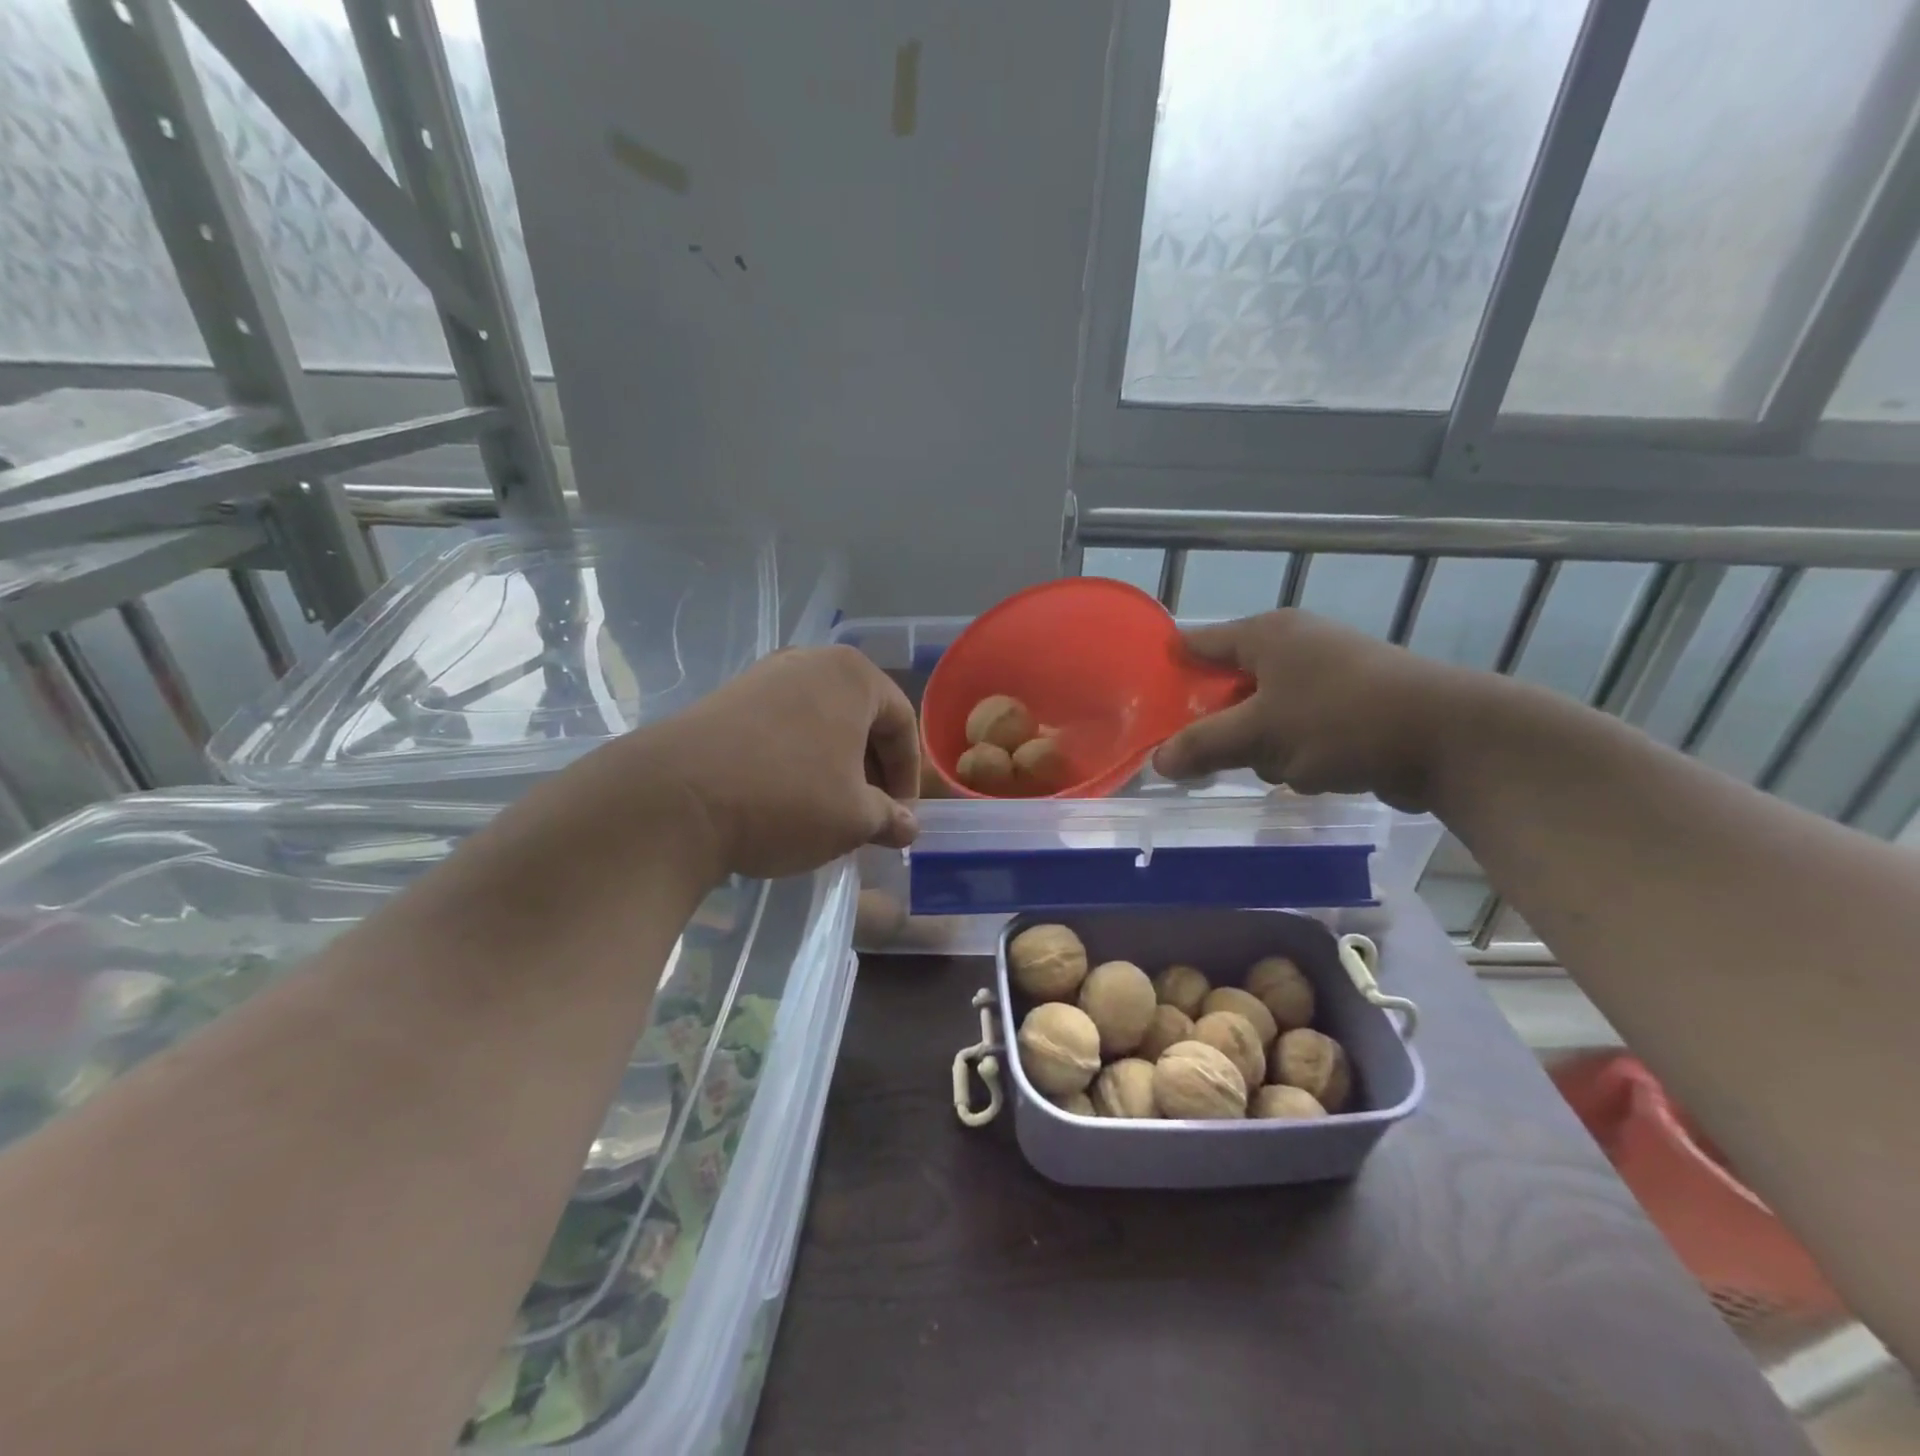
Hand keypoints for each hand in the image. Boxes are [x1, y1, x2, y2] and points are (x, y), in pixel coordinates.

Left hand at [608, 645, 920, 879]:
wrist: (676, 799)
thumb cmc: (787, 798)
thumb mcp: (854, 818)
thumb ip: (890, 818)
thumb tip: (908, 828)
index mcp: (853, 675)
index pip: (902, 723)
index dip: (909, 775)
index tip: (901, 817)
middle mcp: (810, 662)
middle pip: (860, 718)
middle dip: (871, 770)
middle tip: (870, 814)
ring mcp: (762, 677)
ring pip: (819, 723)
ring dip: (834, 766)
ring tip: (828, 810)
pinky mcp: (725, 699)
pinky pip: (781, 728)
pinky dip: (796, 760)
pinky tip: (785, 798)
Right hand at [1151, 610, 1472, 810]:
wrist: (1451, 739)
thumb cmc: (1343, 721)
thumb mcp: (1260, 735)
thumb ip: (1202, 745)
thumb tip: (1157, 762)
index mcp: (1266, 634)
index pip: (1195, 644)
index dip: (1167, 674)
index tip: (1145, 709)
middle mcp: (1293, 645)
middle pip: (1227, 685)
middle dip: (1221, 725)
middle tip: (1212, 756)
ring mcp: (1325, 674)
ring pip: (1262, 715)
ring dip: (1263, 746)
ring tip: (1285, 767)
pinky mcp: (1350, 706)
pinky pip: (1297, 730)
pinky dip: (1297, 753)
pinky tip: (1315, 772)